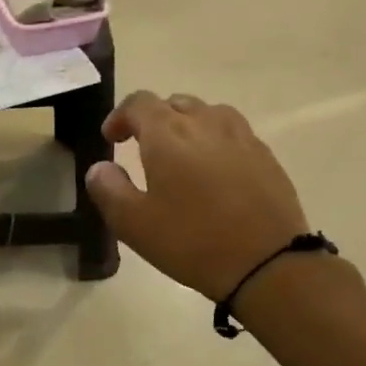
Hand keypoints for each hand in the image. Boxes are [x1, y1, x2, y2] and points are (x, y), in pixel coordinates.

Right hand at [86, 92, 309, 300]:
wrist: (266, 262)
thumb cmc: (191, 242)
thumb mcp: (133, 224)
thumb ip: (108, 190)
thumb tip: (100, 168)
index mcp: (168, 134)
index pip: (139, 103)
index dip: (120, 116)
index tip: (111, 138)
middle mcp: (206, 123)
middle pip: (175, 103)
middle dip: (154, 119)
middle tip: (143, 148)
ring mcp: (241, 136)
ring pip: (208, 114)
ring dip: (188, 126)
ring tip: (181, 155)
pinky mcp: (266, 156)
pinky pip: (233, 134)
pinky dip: (215, 142)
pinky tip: (215, 173)